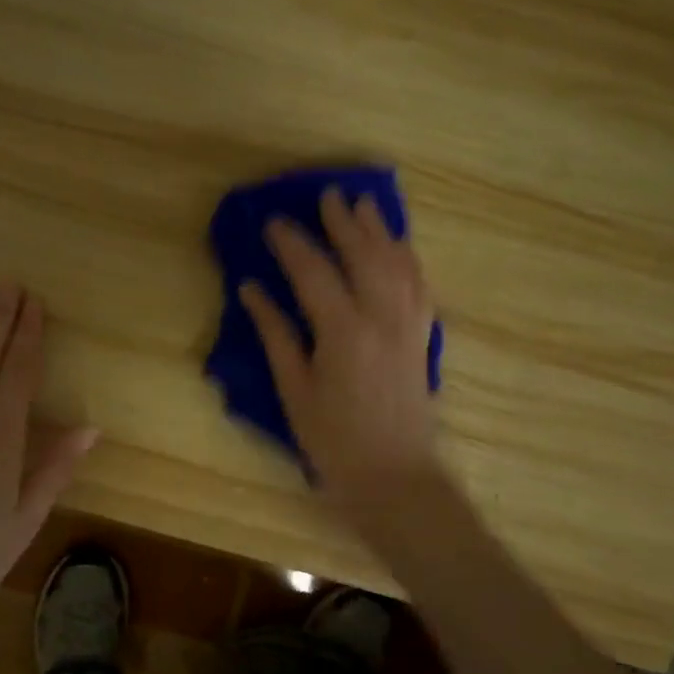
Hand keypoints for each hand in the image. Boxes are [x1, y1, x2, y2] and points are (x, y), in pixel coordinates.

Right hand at [240, 187, 439, 503]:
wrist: (395, 478)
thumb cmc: (334, 441)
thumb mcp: (294, 391)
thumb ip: (276, 334)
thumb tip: (252, 290)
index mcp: (343, 332)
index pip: (314, 272)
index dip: (292, 244)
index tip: (273, 221)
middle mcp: (382, 318)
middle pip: (364, 255)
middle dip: (344, 222)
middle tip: (328, 195)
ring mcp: (408, 325)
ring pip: (398, 263)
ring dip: (380, 231)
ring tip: (365, 205)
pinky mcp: (422, 337)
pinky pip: (419, 285)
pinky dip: (407, 258)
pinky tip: (399, 247)